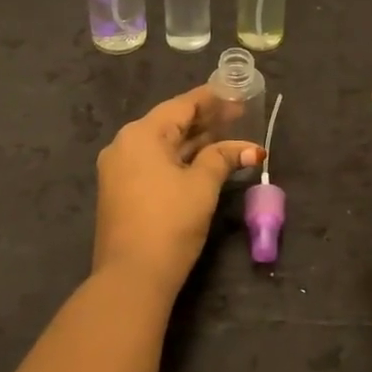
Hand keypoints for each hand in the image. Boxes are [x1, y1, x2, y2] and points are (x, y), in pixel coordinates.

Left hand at [94, 85, 262, 295]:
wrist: (131, 278)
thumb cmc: (169, 223)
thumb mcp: (202, 186)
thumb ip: (224, 158)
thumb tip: (251, 150)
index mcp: (141, 134)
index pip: (182, 105)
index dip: (212, 99)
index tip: (237, 93)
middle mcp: (125, 145)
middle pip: (171, 123)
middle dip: (206, 120)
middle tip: (240, 114)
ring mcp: (120, 169)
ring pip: (164, 145)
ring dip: (195, 141)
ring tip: (229, 135)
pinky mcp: (122, 191)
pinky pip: (155, 163)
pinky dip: (181, 159)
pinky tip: (206, 160)